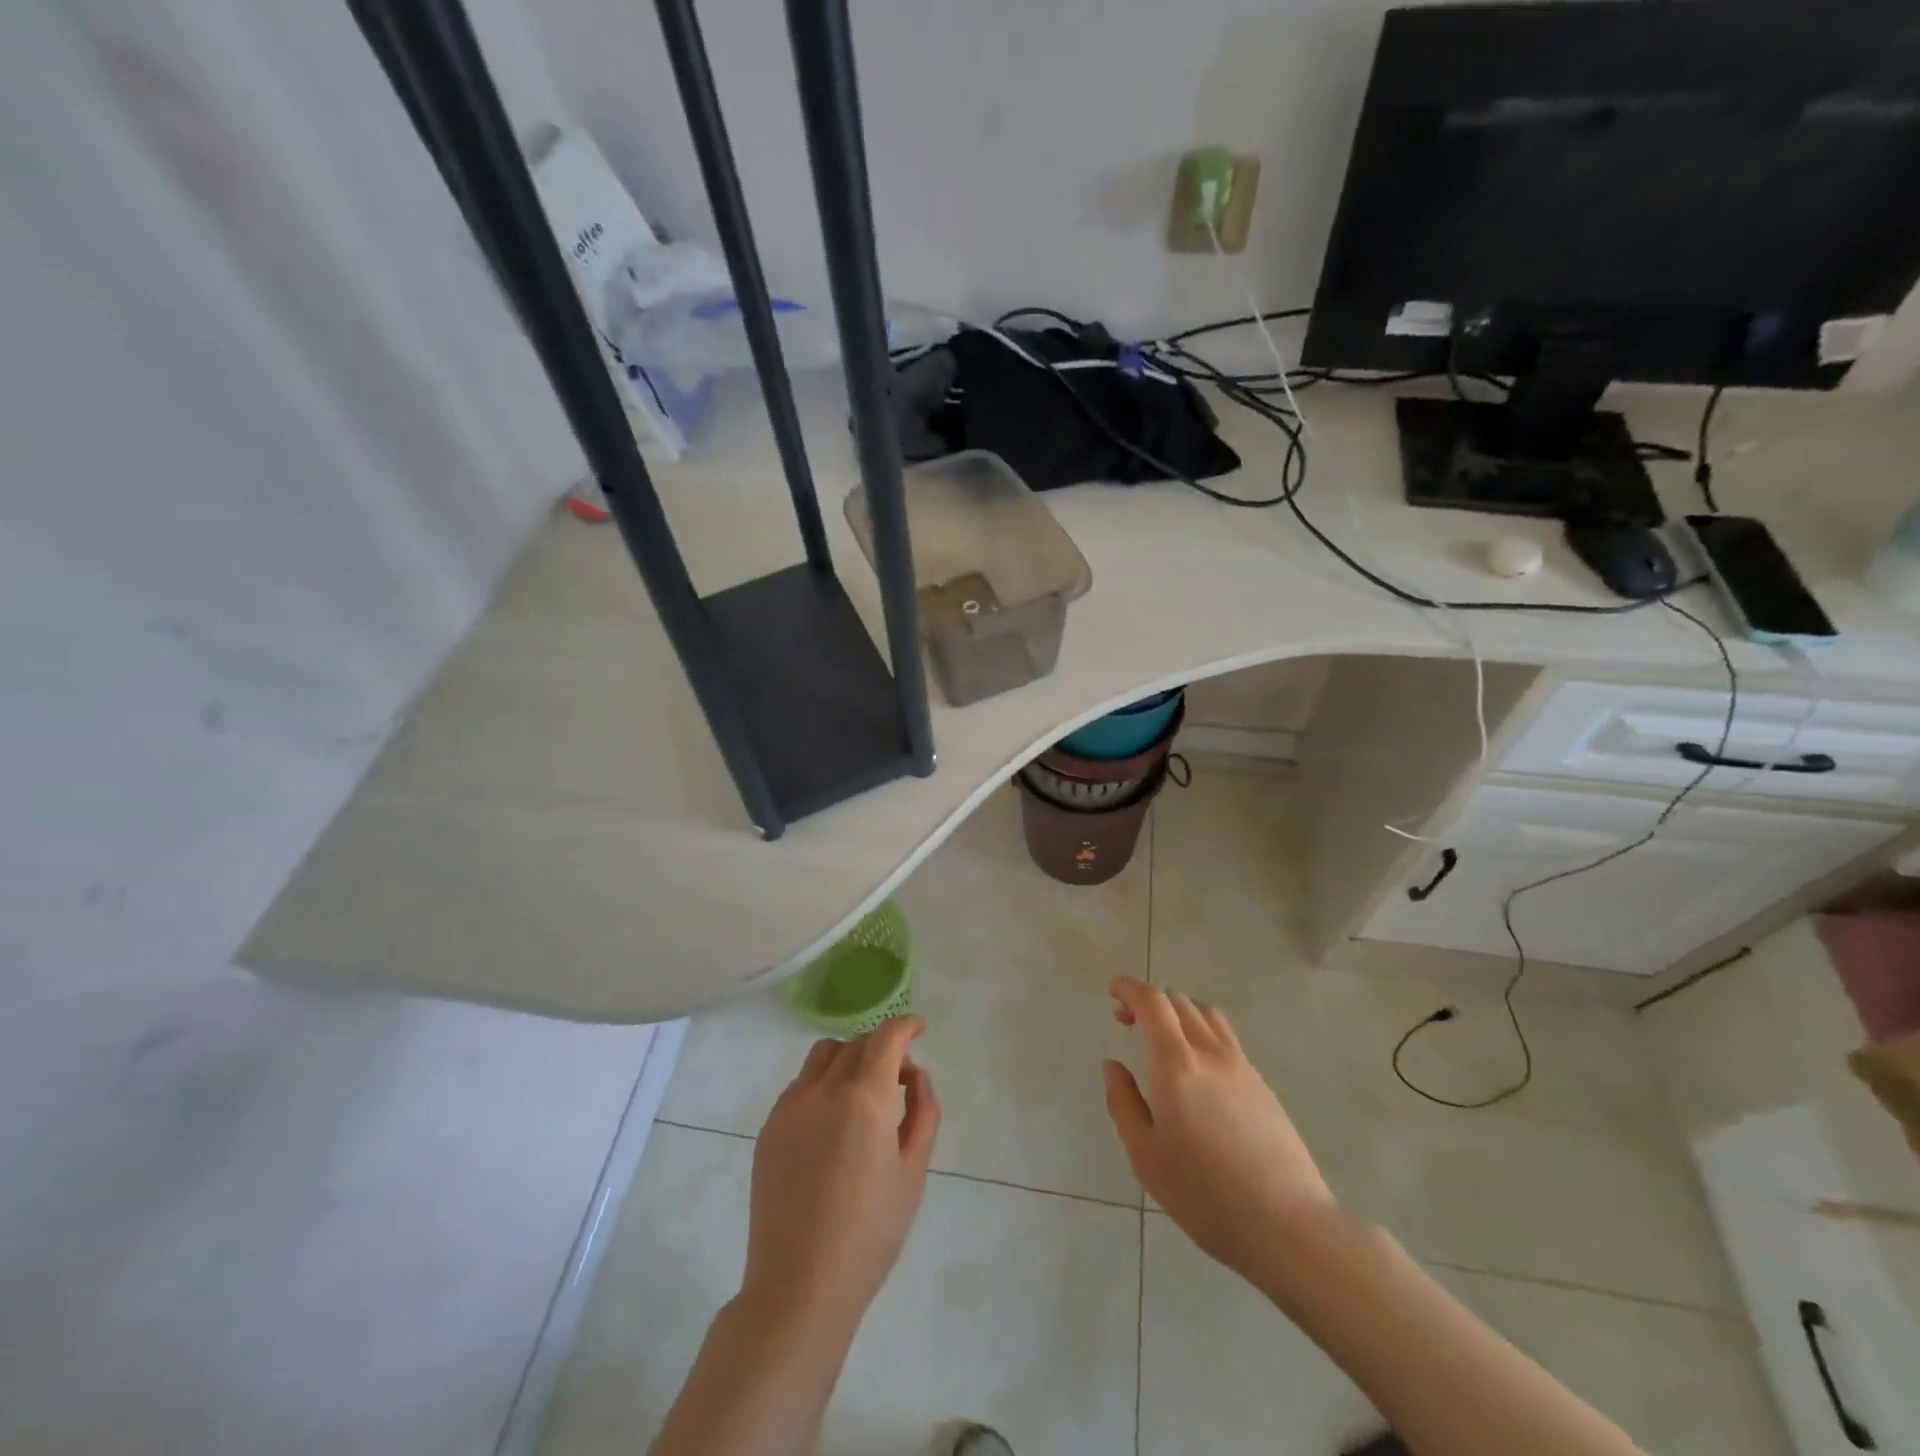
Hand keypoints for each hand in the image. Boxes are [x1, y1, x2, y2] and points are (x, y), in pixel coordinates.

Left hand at [742, 1016, 940, 1329]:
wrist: (800, 1285)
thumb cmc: (870, 1232)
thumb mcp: (913, 1171)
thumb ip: (923, 1111)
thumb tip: (915, 1076)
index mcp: (865, 1096)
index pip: (887, 1036)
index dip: (906, 1025)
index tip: (919, 1028)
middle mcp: (825, 1088)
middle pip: (857, 1043)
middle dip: (883, 1048)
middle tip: (899, 1080)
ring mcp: (791, 1105)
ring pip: (824, 1055)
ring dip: (849, 1058)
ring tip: (863, 1094)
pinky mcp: (770, 1127)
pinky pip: (801, 1084)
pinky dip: (823, 1083)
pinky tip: (832, 1124)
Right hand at [1103, 977, 1335, 1282]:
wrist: (1287, 1225)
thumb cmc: (1204, 1194)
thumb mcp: (1145, 1155)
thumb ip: (1124, 1103)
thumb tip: (1113, 1066)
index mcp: (1176, 1064)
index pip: (1153, 1002)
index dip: (1130, 988)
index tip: (1112, 990)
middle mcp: (1210, 1052)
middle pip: (1179, 1002)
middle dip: (1149, 1001)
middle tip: (1127, 1020)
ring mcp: (1241, 1066)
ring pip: (1207, 1015)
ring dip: (1179, 1011)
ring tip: (1163, 1036)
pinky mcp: (1262, 1085)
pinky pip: (1226, 1038)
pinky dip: (1201, 1031)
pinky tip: (1196, 1068)